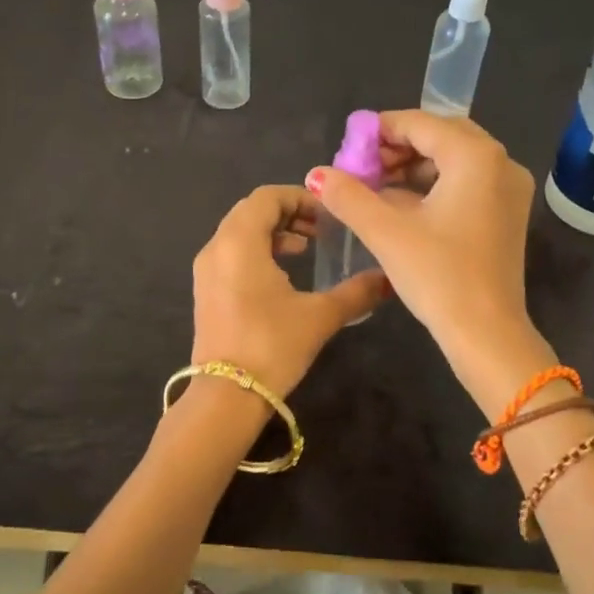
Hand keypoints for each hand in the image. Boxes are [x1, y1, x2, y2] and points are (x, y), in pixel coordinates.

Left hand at [189, 185, 387, 398]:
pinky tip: (282, 275)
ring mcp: (205, 270)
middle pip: (251, 211)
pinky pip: (231, 254)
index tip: (329, 215)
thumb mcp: (320, 315)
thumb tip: (388, 278)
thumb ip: (356, 292)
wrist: (226, 396)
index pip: (267, 196)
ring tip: (305, 249)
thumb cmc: (272, 345)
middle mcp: (216, 247)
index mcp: (239, 240)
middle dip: (288, 213)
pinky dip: (257, 251)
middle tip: (321, 230)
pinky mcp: (205, 292)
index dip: (300, 197)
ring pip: (239, 233)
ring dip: (273, 233)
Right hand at [305, 111, 547, 408]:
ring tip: (375, 187)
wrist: (487, 334)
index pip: (420, 123)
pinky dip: (434, 185)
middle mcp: (500, 163)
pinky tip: (402, 205)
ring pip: (455, 159)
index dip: (378, 131)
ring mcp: (509, 189)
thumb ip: (348, 196)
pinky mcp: (507, 214)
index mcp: (475, 157)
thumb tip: (316, 174)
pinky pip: (467, 182)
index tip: (347, 148)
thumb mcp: (386, 232)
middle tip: (362, 167)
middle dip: (398, 147)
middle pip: (441, 136)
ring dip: (414, 167)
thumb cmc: (439, 276)